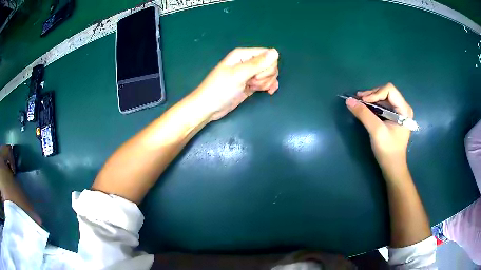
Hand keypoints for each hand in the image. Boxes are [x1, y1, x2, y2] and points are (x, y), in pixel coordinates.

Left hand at [194, 48, 279, 120]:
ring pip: (269, 74)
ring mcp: (249, 74)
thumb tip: (275, 52)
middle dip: (266, 76)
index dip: (267, 66)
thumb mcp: (238, 75)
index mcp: (243, 55)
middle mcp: (247, 62)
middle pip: (270, 64)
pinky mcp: (250, 85)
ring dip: (266, 82)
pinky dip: (268, 86)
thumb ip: (257, 64)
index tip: (256, 76)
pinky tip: (268, 92)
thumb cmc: (220, 89)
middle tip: (252, 83)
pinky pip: (266, 82)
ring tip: (253, 88)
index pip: (267, 54)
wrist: (209, 107)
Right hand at [346, 83, 413, 174]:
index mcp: (404, 109)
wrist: (392, 167)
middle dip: (372, 95)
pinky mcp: (394, 117)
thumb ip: (364, 114)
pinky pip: (382, 105)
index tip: (363, 101)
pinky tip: (365, 108)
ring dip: (371, 99)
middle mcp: (403, 107)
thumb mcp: (376, 131)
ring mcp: (399, 112)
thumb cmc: (388, 150)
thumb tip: (349, 100)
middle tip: (358, 100)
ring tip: (358, 103)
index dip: (375, 93)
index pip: (389, 90)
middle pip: (386, 92)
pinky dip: (373, 105)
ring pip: (383, 98)